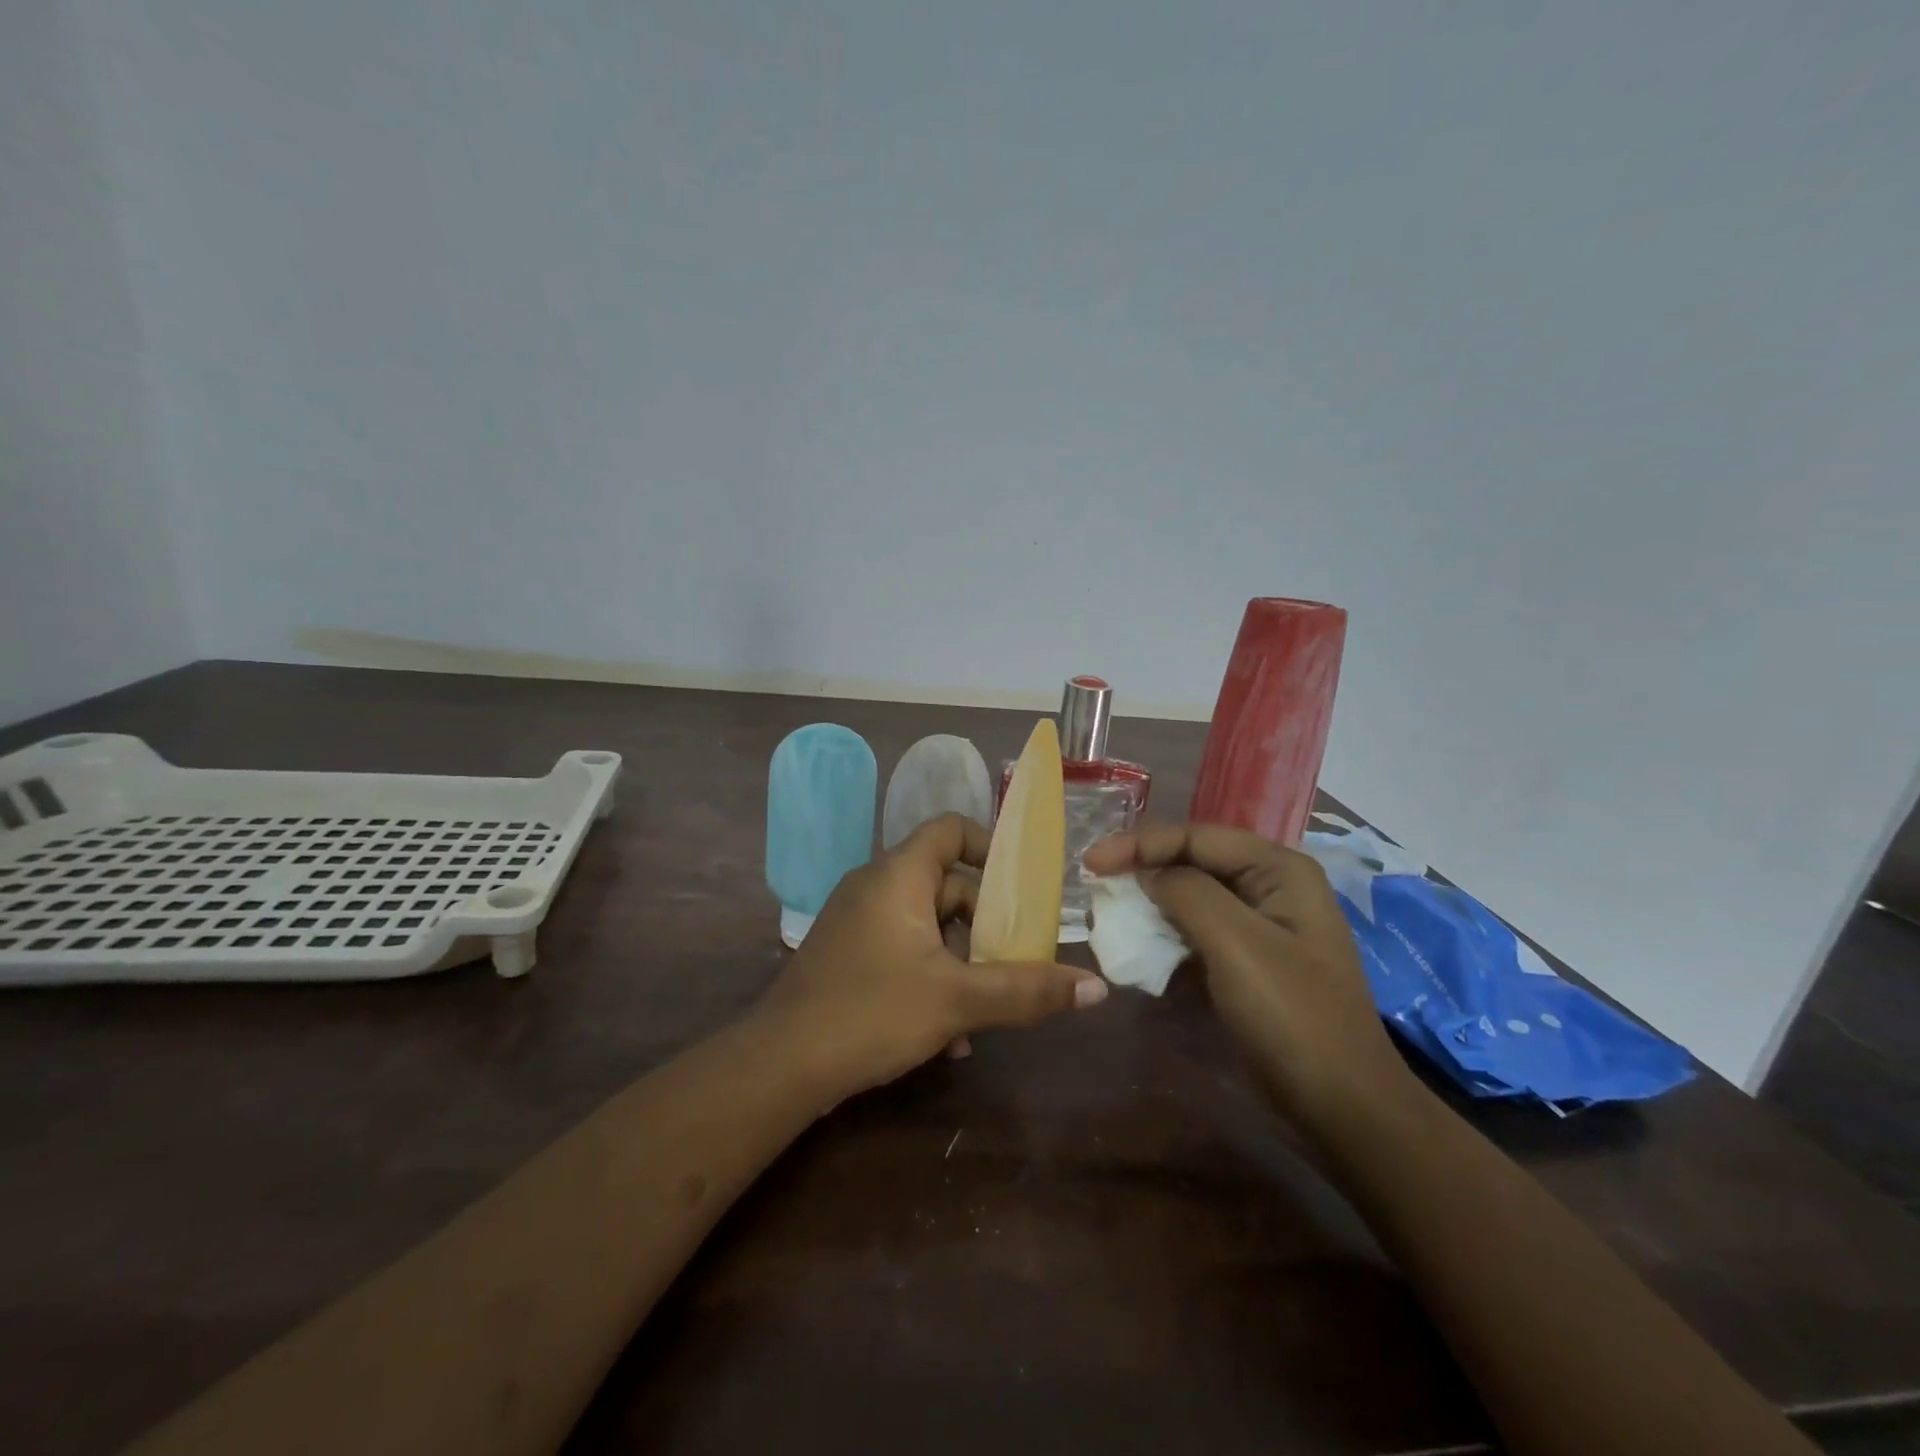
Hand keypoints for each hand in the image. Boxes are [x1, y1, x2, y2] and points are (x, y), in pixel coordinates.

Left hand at [757, 814, 1107, 1101]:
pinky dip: (930, 977)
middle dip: (985, 924)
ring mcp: (857, 921)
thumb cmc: (872, 1012)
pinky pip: (902, 949)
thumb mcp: (958, 1000)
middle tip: (1015, 960)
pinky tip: (948, 1036)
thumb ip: (1027, 990)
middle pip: (946, 883)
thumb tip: (1096, 988)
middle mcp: (875, 886)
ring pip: (927, 925)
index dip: (990, 847)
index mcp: (898, 875)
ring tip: (986, 1011)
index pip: (951, 829)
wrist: (781, 1066)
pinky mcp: (847, 955)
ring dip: (961, 962)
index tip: (1022, 888)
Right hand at [1083, 823, 1410, 1131]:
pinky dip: (1164, 936)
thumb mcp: (1236, 944)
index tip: (1090, 863)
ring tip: (1107, 913)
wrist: (1341, 1107)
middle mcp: (1271, 886)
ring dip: (1149, 904)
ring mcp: (1260, 926)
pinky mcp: (1247, 961)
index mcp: (1279, 869)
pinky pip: (1196, 932)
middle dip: (1142, 869)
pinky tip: (1137, 946)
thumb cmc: (1292, 1016)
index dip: (1139, 843)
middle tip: (1094, 883)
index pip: (1196, 836)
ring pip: (1191, 897)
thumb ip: (1186, 892)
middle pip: (1193, 861)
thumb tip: (1147, 874)